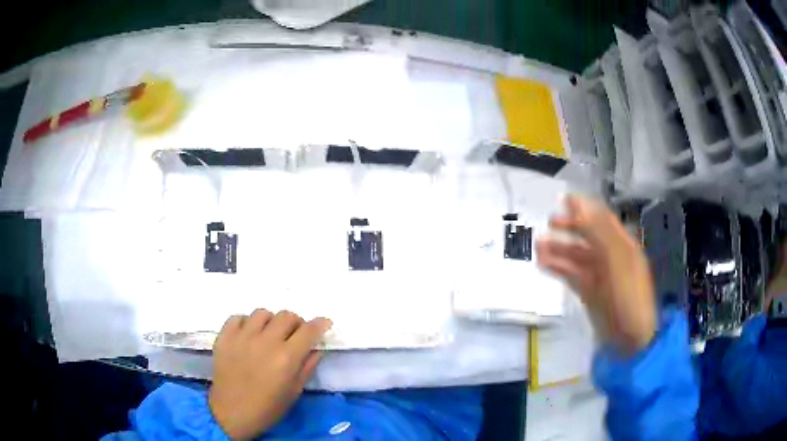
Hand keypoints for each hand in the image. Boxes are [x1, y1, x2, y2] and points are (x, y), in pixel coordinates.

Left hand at [209, 310, 331, 439]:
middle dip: (296, 322)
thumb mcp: (295, 391)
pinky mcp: (224, 337)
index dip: (320, 323)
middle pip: (286, 315)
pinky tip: (249, 336)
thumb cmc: (268, 407)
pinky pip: (238, 317)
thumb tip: (317, 347)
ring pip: (262, 313)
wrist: (232, 412)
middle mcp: (265, 342)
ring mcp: (242, 337)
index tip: (324, 323)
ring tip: (269, 335)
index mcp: (286, 358)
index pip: (309, 330)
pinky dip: (247, 323)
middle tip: (295, 334)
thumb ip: (308, 366)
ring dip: (271, 322)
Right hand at [536, 195, 655, 354]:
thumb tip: (578, 205)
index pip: (602, 219)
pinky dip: (558, 268)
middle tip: (549, 222)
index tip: (563, 200)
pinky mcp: (589, 292)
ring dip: (559, 248)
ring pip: (577, 256)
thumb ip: (598, 232)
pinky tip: (543, 263)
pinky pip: (572, 274)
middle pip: (588, 236)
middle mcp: (611, 256)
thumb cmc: (628, 297)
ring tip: (538, 245)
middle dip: (570, 227)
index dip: (585, 208)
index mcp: (622, 245)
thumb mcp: (617, 261)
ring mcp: (599, 275)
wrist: (629, 339)